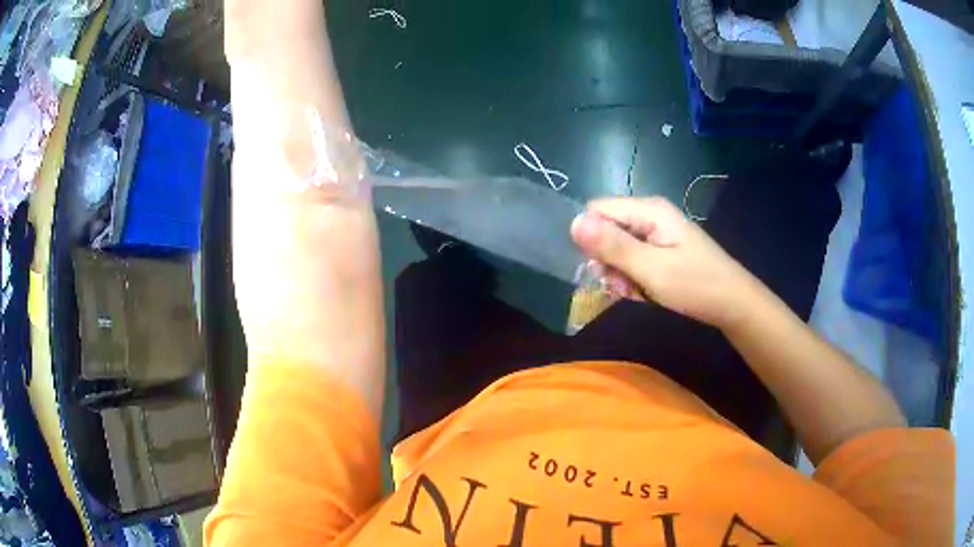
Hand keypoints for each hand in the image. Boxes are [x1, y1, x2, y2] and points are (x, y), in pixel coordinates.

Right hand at [570, 197, 759, 329]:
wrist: (734, 304)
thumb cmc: (696, 284)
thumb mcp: (651, 268)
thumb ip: (612, 246)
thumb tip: (572, 222)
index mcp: (648, 210)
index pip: (597, 210)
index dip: (591, 238)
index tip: (601, 268)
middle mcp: (650, 216)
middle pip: (607, 230)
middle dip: (607, 261)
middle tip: (622, 286)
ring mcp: (657, 234)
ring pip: (618, 249)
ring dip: (619, 274)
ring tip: (635, 293)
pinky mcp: (662, 251)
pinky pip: (634, 260)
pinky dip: (633, 279)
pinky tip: (643, 294)